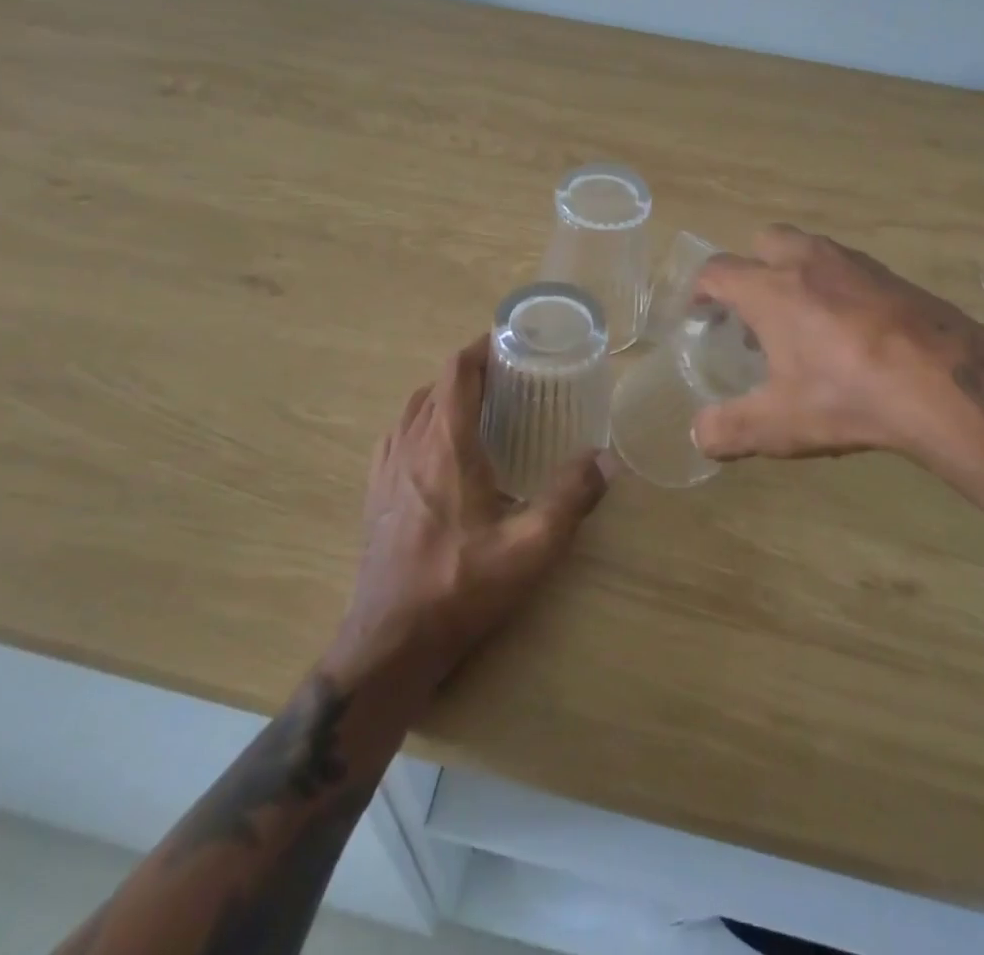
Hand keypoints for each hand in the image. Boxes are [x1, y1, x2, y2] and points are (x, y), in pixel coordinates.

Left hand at [333, 338, 611, 689]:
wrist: (390, 642)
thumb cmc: (460, 586)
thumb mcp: (530, 546)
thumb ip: (571, 497)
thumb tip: (608, 459)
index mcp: (445, 444)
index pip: (457, 371)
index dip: (481, 347)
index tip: (509, 340)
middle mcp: (410, 444)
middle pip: (436, 385)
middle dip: (470, 371)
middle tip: (509, 378)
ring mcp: (386, 469)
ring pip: (414, 409)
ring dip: (444, 396)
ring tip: (480, 408)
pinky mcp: (375, 493)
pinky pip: (398, 437)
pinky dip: (422, 424)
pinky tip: (441, 452)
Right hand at [690, 225, 983, 478]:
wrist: (948, 385)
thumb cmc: (849, 396)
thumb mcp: (780, 424)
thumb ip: (729, 429)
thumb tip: (698, 436)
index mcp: (770, 290)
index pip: (717, 271)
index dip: (700, 289)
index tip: (698, 311)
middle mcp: (808, 263)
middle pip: (764, 241)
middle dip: (750, 268)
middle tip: (753, 311)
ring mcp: (855, 264)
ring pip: (809, 249)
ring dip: (793, 273)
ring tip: (800, 321)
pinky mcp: (893, 276)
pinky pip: (848, 267)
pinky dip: (834, 285)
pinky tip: (849, 330)